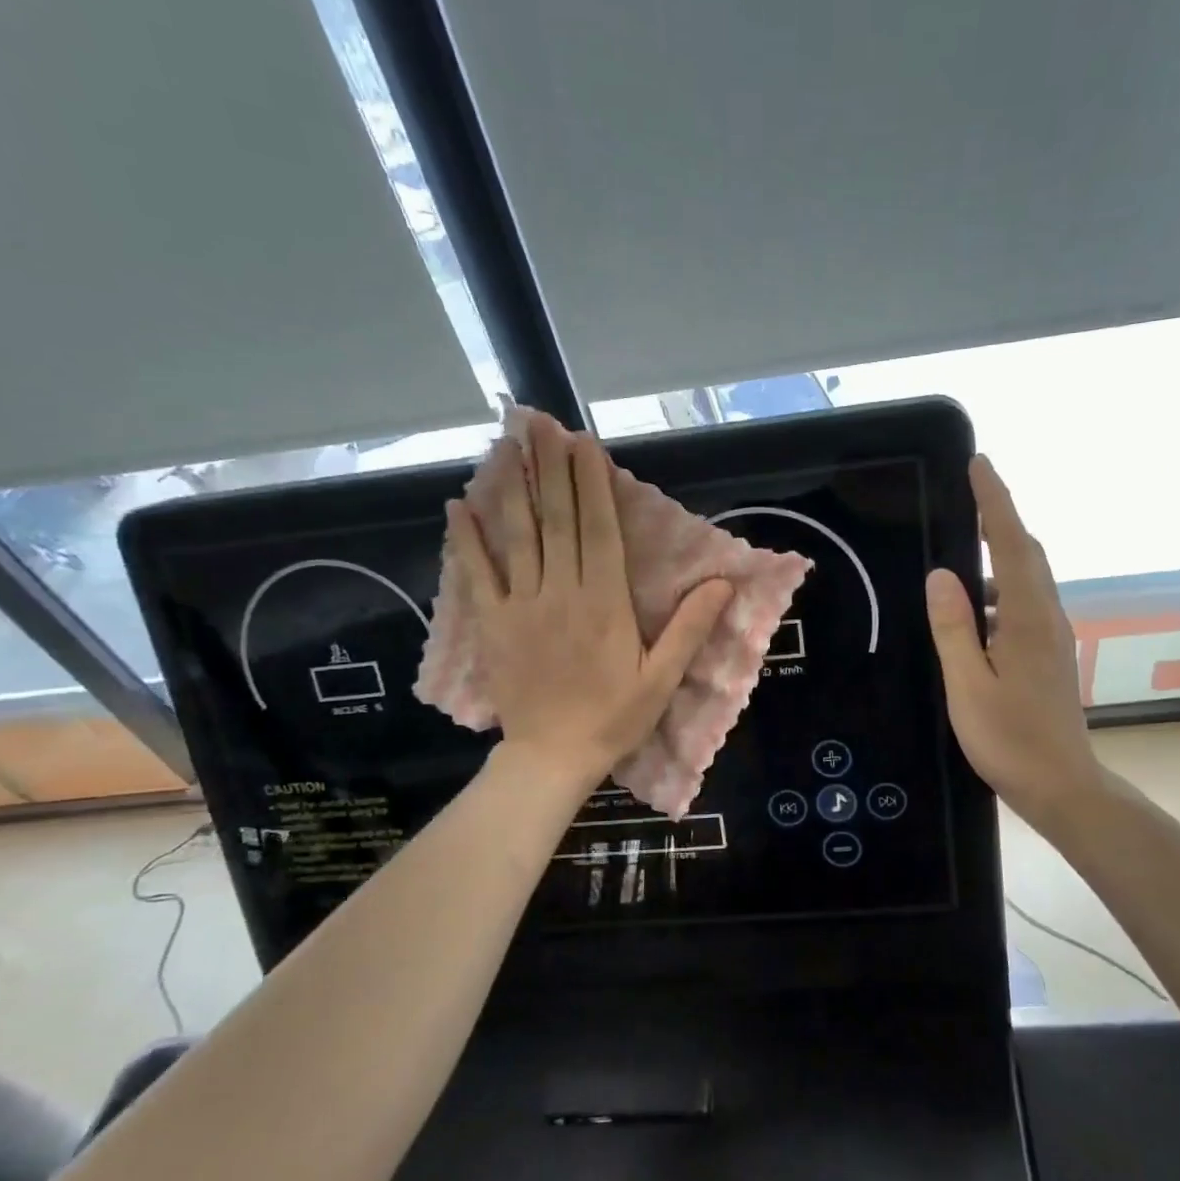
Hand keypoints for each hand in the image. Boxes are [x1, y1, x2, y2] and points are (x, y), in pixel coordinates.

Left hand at [449, 417, 732, 788]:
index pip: (599, 529)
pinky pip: (478, 575)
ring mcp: (522, 605)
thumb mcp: (663, 679)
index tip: (585, 444)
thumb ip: (690, 628)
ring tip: (506, 445)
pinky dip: (466, 540)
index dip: (592, 483)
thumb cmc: (614, 718)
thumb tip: (723, 583)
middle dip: (551, 469)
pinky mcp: (494, 624)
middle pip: (557, 520)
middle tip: (542, 424)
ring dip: (512, 488)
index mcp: (605, 602)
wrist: (552, 756)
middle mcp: (562, 591)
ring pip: (517, 536)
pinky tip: (457, 506)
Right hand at [925, 455, 1098, 830]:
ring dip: (1000, 553)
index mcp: (1026, 619)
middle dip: (1001, 517)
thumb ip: (953, 628)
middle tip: (971, 491)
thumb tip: (941, 575)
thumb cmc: (1009, 739)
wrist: (1061, 785)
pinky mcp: (1048, 655)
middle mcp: (1046, 618)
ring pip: (1026, 579)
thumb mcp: (967, 685)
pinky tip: (974, 607)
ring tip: (964, 545)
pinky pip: (1023, 603)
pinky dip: (1000, 588)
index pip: (1011, 544)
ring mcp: (1051, 637)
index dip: (995, 501)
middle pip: (1026, 553)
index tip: (980, 464)